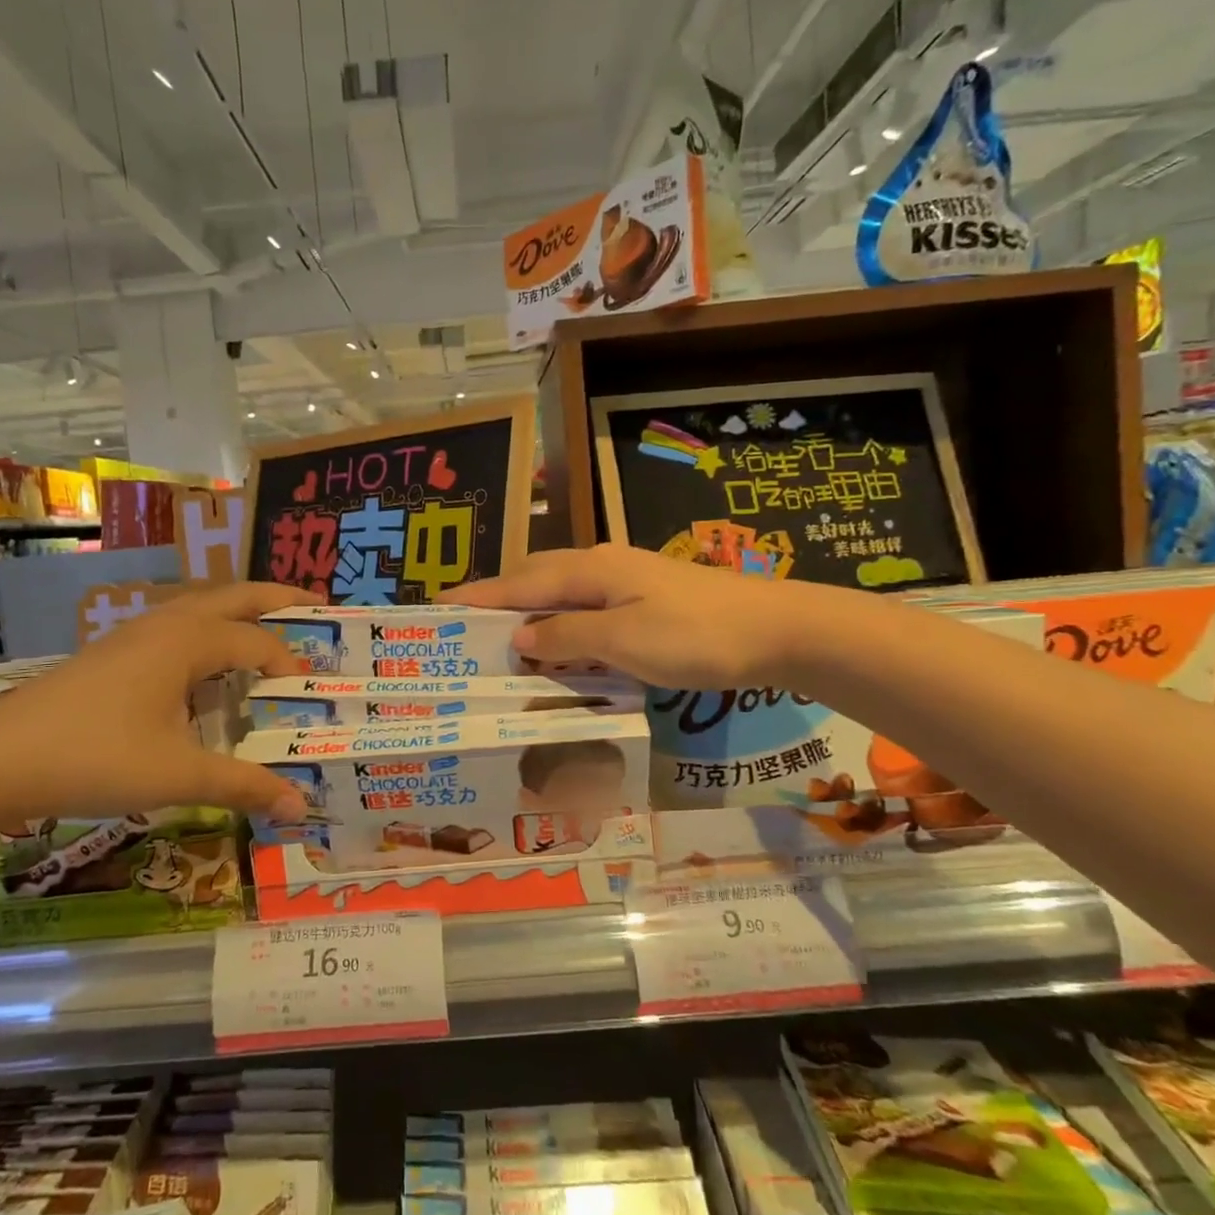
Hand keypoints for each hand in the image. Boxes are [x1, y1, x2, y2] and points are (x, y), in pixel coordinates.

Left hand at [0, 582, 311, 832]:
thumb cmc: (94, 758)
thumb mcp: (178, 776)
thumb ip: (244, 785)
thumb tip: (300, 806)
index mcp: (187, 641)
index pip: (257, 643)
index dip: (290, 664)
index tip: (311, 696)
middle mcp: (165, 625)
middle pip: (234, 597)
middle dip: (277, 599)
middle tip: (317, 605)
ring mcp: (133, 636)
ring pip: (199, 609)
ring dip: (238, 612)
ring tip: (266, 629)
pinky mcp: (111, 655)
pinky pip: (175, 630)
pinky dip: (206, 634)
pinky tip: (202, 669)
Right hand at [451, 544, 814, 688]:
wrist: (778, 629)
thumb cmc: (696, 635)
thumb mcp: (624, 640)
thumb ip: (568, 636)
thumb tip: (520, 635)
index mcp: (590, 570)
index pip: (518, 583)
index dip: (477, 595)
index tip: (437, 606)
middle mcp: (601, 567)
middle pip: (535, 579)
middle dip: (498, 601)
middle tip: (464, 629)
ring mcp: (626, 581)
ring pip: (560, 593)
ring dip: (529, 613)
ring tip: (502, 641)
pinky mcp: (644, 600)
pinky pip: (585, 609)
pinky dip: (561, 625)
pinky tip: (559, 648)